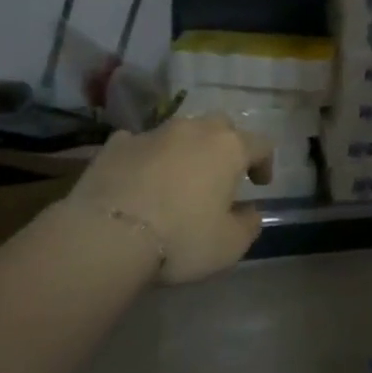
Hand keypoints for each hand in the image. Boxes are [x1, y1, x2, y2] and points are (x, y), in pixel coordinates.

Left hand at [65, 113, 270, 284]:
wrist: (107, 234)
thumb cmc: (180, 238)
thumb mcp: (229, 245)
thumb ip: (248, 225)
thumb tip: (250, 212)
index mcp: (228, 148)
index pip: (260, 144)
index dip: (264, 163)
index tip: (260, 185)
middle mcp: (194, 130)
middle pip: (220, 126)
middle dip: (224, 146)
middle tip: (220, 174)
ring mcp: (153, 133)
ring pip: (179, 132)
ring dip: (184, 150)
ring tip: (176, 178)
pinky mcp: (116, 144)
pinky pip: (139, 143)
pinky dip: (145, 157)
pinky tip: (137, 179)